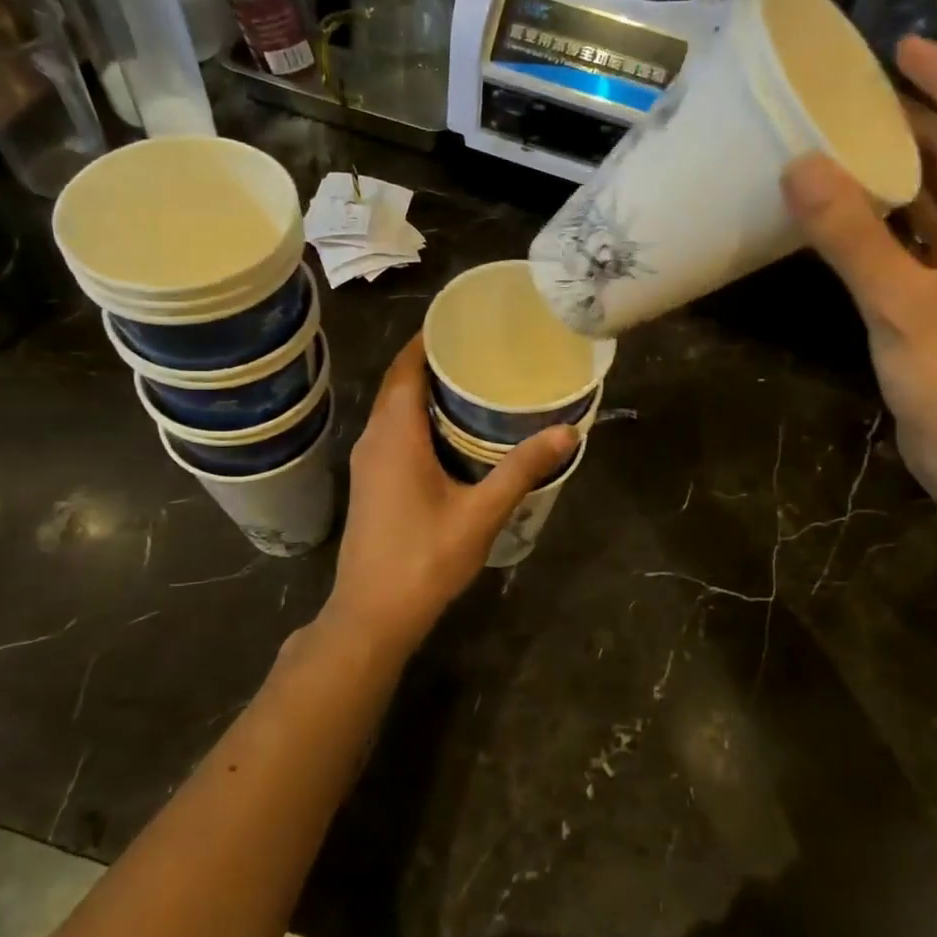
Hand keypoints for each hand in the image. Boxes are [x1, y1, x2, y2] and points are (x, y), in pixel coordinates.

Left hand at [324, 335, 577, 651]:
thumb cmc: (424, 559)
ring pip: (396, 410)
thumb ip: (522, 469)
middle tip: (485, 352)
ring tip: (477, 385)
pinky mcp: (372, 483)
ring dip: (428, 393)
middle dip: (436, 362)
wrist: (372, 615)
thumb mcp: (480, 513)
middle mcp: (374, 439)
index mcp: (395, 434)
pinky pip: (395, 433)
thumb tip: (567, 431)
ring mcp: (369, 463)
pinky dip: (421, 420)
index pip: (406, 366)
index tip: (465, 322)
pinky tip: (456, 434)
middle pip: (400, 384)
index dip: (429, 339)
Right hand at [782, 36, 936, 497]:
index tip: (897, 48)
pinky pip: (925, 236)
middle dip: (919, 118)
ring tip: (848, 140)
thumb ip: (850, 235)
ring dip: (902, 168)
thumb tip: (799, 167)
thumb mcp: (900, 302)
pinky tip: (851, 211)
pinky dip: (892, 217)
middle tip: (857, 94)